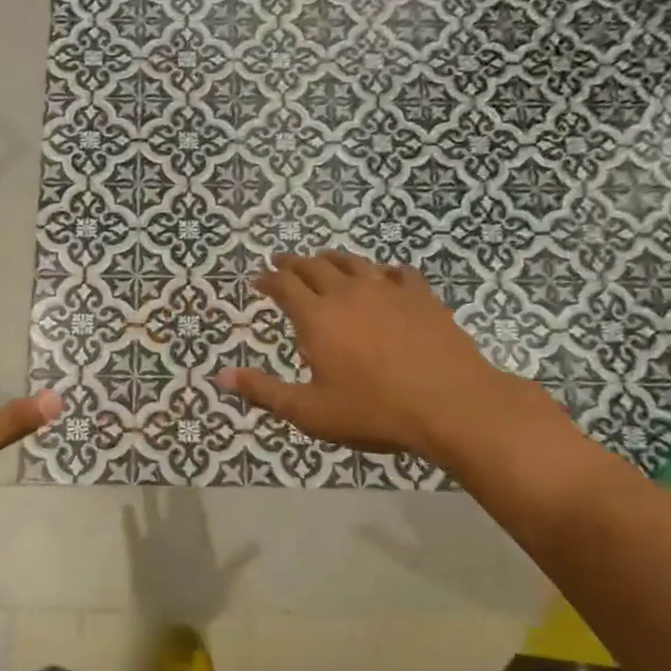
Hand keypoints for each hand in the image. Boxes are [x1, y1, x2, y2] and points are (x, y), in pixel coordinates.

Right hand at [215, 251, 556, 464]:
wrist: (450, 404)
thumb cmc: (373, 410)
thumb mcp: (309, 411)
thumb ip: (264, 391)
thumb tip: (221, 377)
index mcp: (317, 317)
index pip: (284, 285)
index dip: (268, 279)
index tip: (258, 280)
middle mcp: (348, 293)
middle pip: (315, 266)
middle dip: (294, 263)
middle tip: (282, 262)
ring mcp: (387, 290)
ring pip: (352, 262)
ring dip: (332, 259)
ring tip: (323, 260)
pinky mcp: (420, 296)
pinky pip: (396, 272)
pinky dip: (381, 272)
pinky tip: (383, 278)